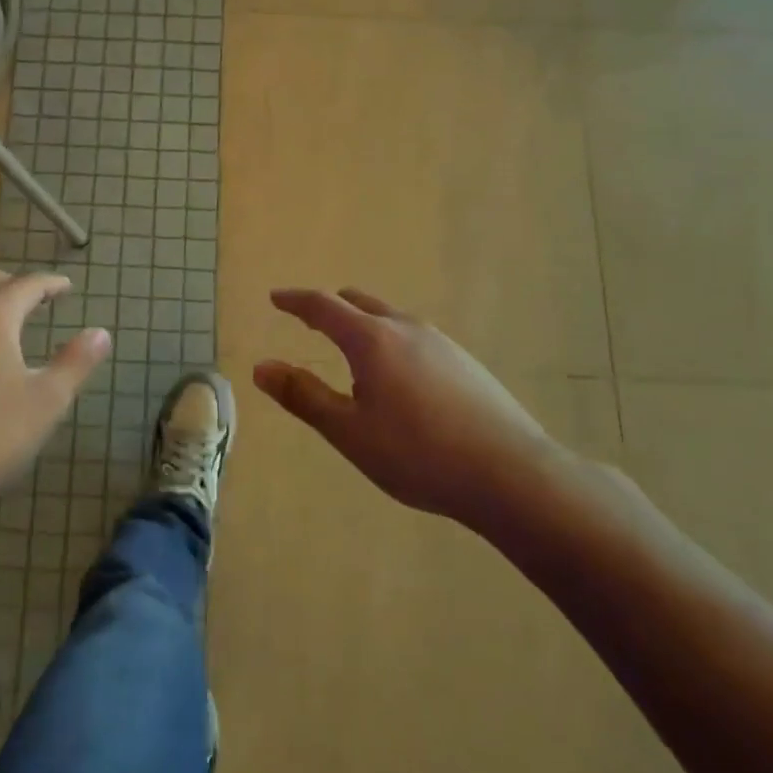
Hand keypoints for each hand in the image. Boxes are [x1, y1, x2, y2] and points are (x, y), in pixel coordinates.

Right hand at [253, 288, 565, 530]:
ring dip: (364, 324)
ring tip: (352, 349)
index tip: (276, 298)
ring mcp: (442, 343)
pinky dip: (391, 341)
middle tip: (310, 320)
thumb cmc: (417, 453)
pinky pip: (415, 338)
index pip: (323, 306)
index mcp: (372, 340)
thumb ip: (302, 396)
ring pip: (391, 319)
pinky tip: (399, 376)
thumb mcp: (348, 431)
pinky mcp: (466, 363)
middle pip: (360, 303)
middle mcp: (406, 329)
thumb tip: (261, 367)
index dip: (295, 301)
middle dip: (330, 307)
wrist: (511, 475)